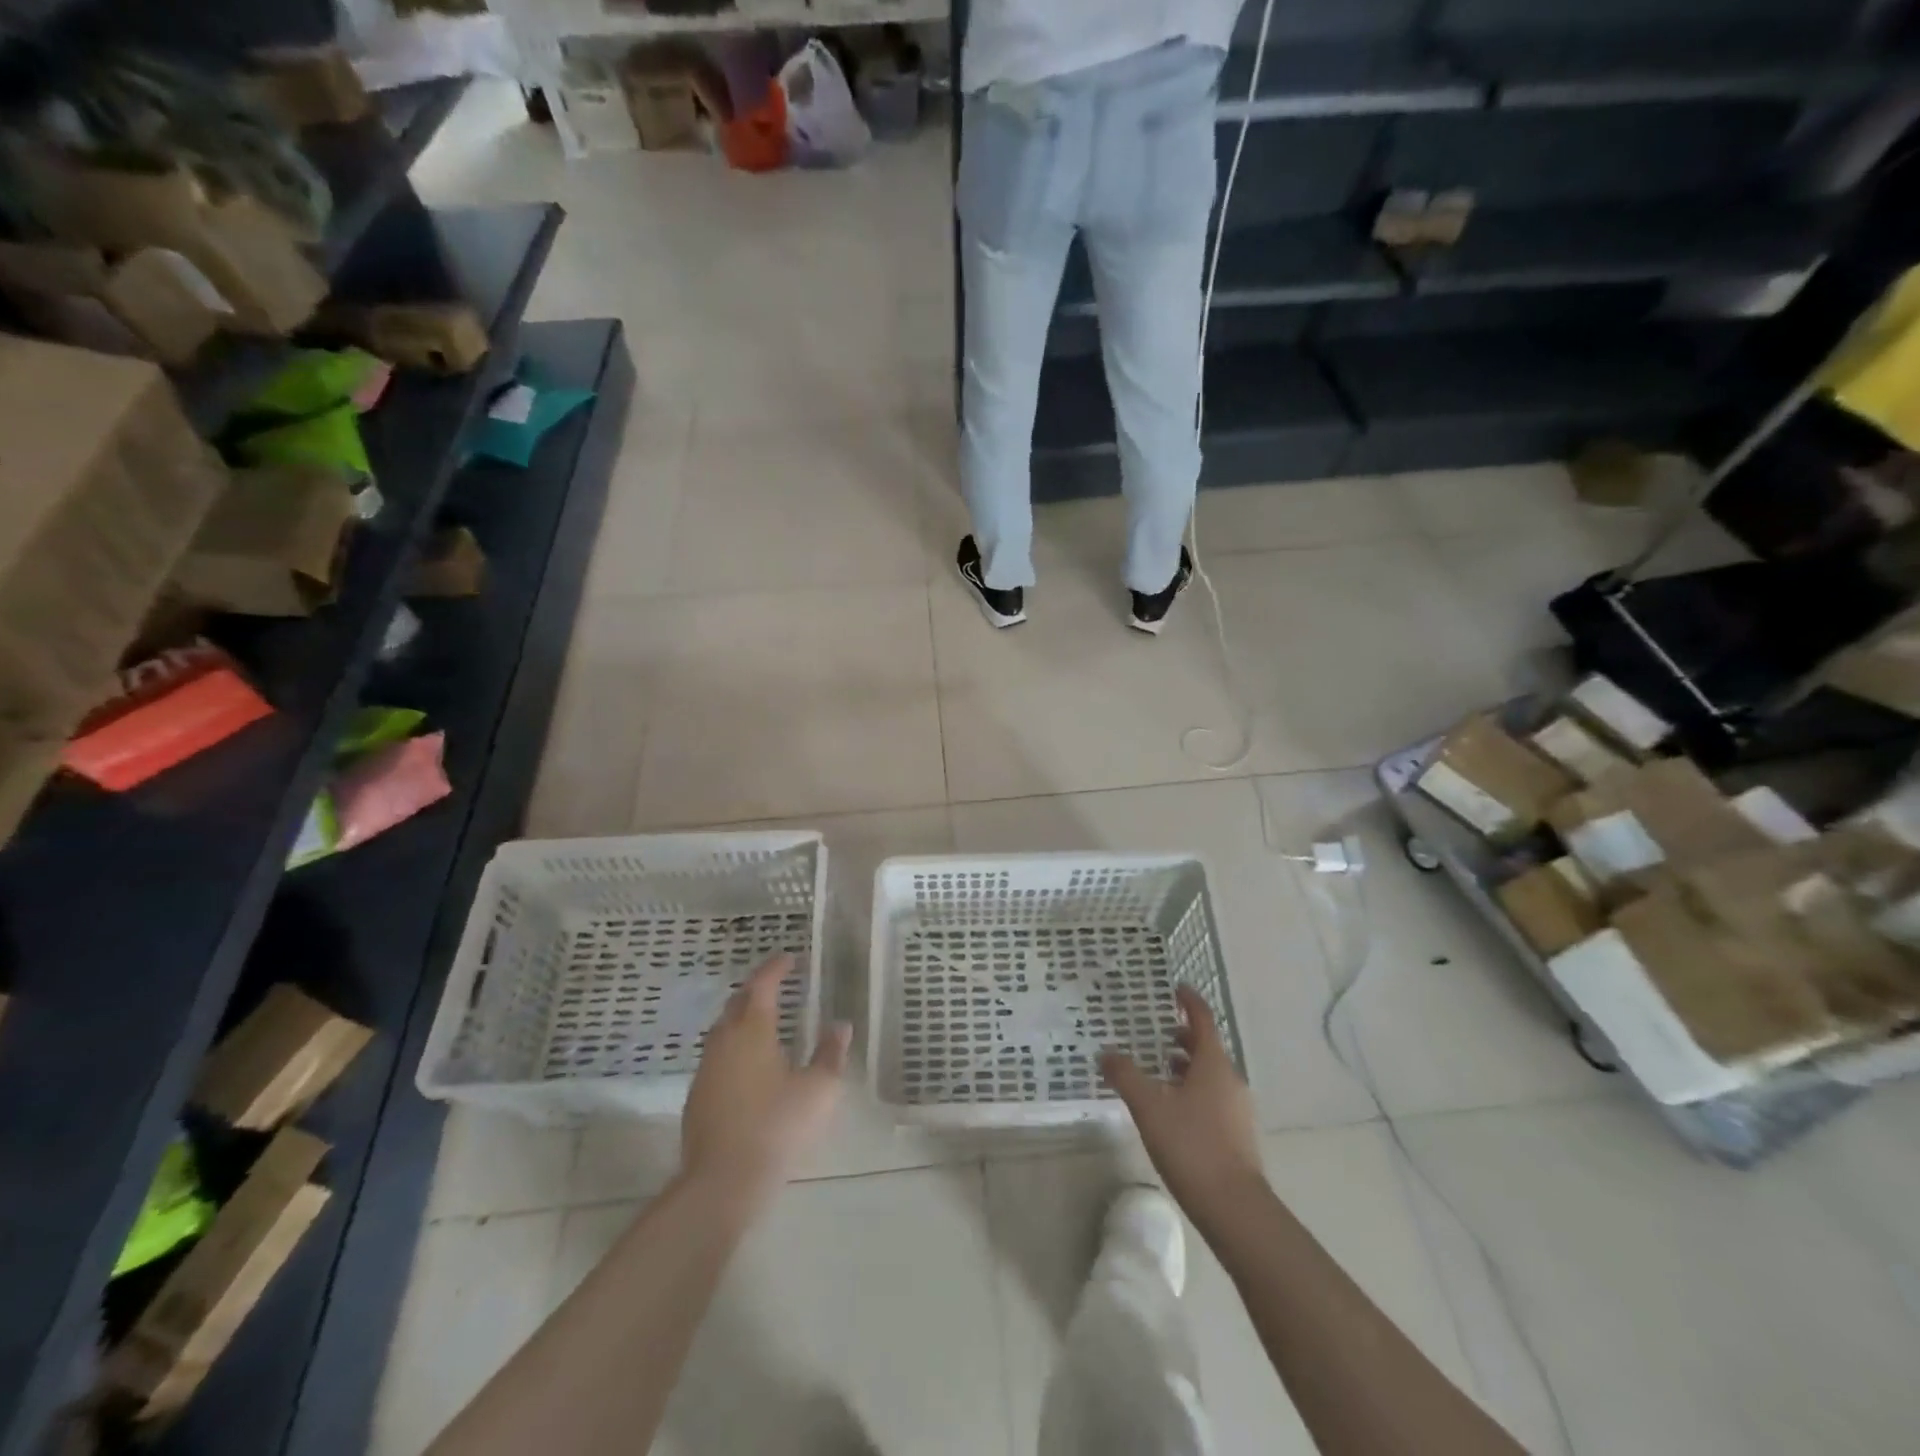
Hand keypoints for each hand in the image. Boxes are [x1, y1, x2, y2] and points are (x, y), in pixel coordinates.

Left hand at [680, 954, 851, 1205]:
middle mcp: (724, 1041)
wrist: (721, 1183)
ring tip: (767, 1022)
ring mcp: (706, 1070)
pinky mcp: (697, 1097)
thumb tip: (840, 1025)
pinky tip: (750, 1065)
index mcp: (752, 1030)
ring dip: (744, 1018)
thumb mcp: (818, 1090)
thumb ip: (830, 1054)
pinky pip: (718, 1056)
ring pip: (724, 1030)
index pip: (761, 985)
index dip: (775, 968)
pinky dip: (735, 1047)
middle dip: (756, 989)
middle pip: (737, 1003)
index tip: (790, 957)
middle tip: (778, 986)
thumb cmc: (776, 1127)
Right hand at [1102, 985, 1263, 1214]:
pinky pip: (1212, 1097)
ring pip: (1209, 1074)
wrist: (1235, 1209)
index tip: (1175, 988)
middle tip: (1157, 1032)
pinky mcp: (1236, 1134)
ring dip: (1186, 1066)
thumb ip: (1125, 1076)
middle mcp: (1230, 1079)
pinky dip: (1192, 1090)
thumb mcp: (1149, 1107)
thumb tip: (1106, 1053)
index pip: (1202, 1018)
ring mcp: (1237, 1109)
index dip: (1189, 1000)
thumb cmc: (1191, 1145)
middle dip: (1183, 1036)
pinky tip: (1171, 1109)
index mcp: (1213, 1064)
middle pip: (1207, 1046)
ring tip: (1158, 1071)